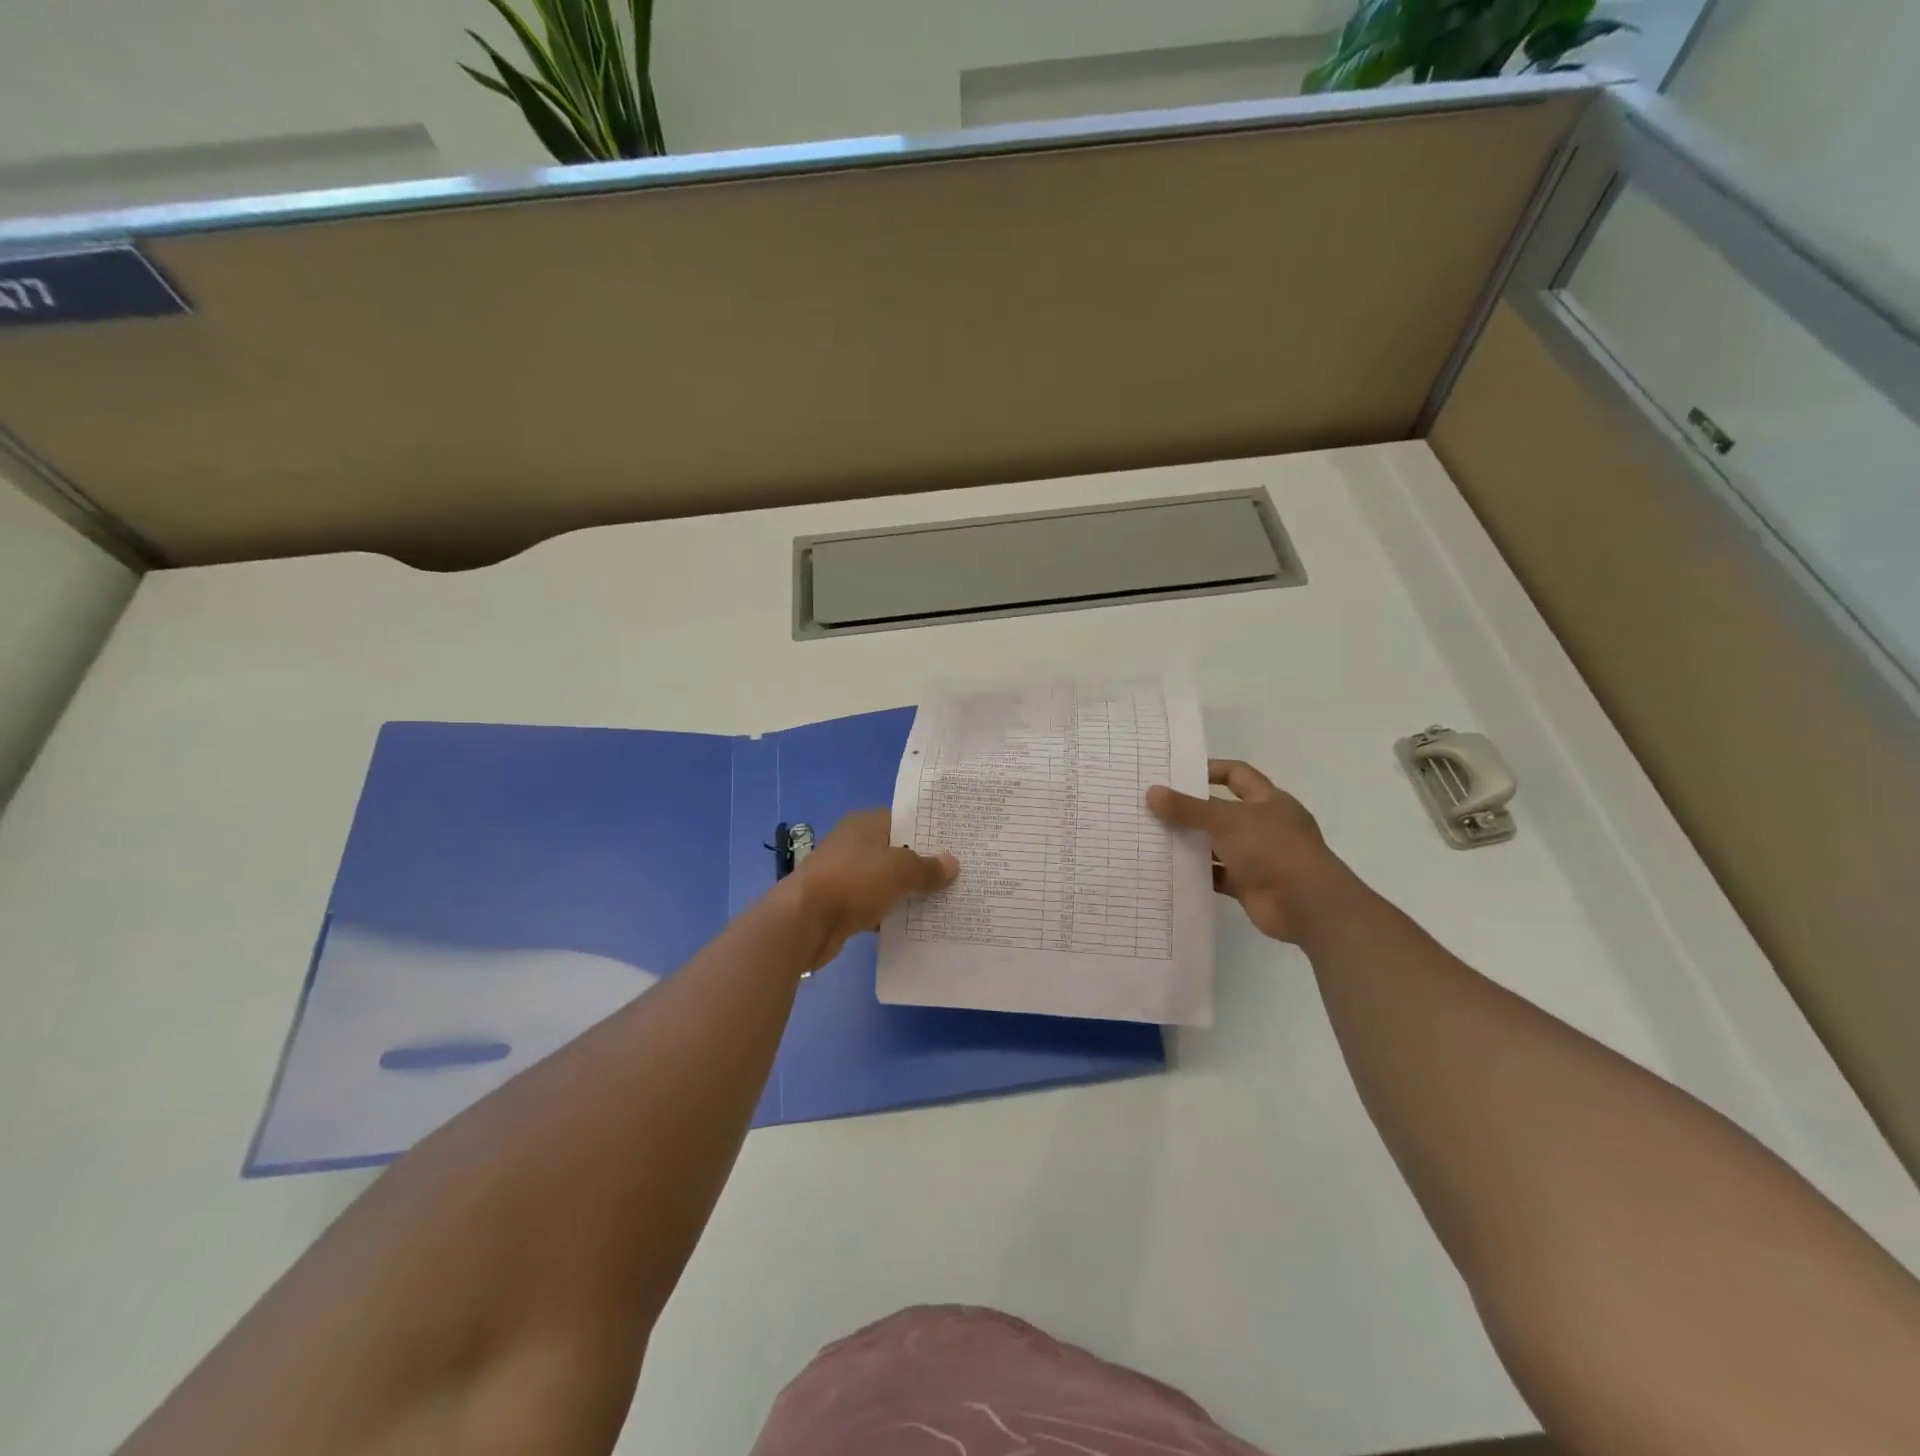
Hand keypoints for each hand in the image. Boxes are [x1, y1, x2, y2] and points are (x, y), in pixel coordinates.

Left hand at [781, 809, 958, 970]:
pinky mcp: (841, 906)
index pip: (903, 820)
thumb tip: (953, 863)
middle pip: (896, 852)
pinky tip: (917, 925)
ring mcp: (845, 877)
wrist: (804, 922)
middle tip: (958, 875)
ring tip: (946, 900)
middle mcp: (853, 846)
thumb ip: (927, 868)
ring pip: (886, 882)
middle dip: (923, 864)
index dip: (928, 830)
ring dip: (908, 892)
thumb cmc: (853, 882)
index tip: (956, 843)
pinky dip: (892, 915)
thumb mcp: (899, 870)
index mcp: (864, 825)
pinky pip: (875, 907)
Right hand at [1147, 760, 1352, 943]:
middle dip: (1191, 810)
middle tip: (1154, 807)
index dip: (1210, 770)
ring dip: (1192, 843)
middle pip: (1222, 811)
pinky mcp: (1248, 884)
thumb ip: (1188, 808)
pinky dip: (1197, 873)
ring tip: (1154, 837)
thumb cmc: (1272, 849)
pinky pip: (1217, 875)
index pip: (1237, 774)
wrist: (1306, 905)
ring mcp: (1257, 857)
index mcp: (1268, 801)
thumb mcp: (1226, 821)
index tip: (1176, 774)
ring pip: (1217, 844)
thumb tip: (1152, 792)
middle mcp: (1263, 825)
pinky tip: (1169, 870)